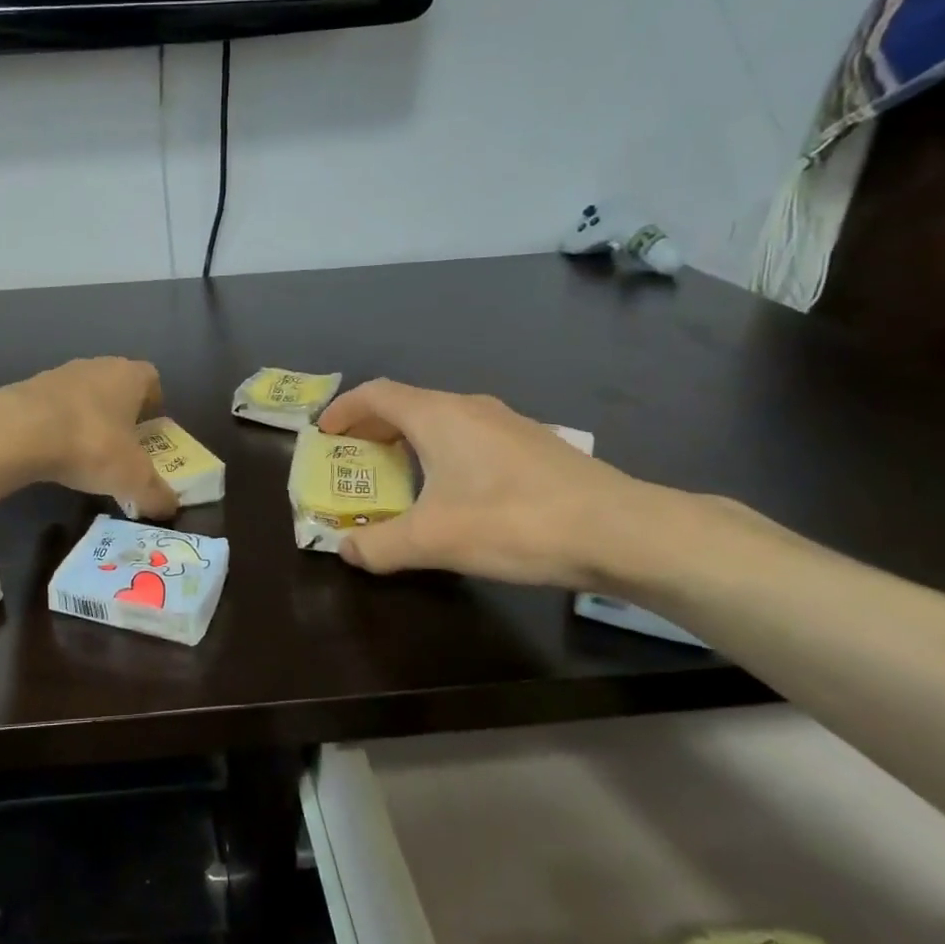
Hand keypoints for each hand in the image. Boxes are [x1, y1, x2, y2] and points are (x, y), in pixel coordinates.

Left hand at [1, 358, 178, 518]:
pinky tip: (54, 453)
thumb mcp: (133, 478)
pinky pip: (53, 408)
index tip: (151, 433)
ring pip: (83, 396)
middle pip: (116, 386)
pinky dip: (57, 427)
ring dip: (87, 419)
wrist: (19, 432)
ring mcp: (59, 374)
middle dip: (121, 415)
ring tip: (85, 455)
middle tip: (121, 449)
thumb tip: (170, 509)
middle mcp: (97, 366)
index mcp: (129, 375)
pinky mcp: (27, 389)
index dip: (154, 405)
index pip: (151, 380)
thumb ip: (155, 494)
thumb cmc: (92, 444)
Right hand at [317, 380, 664, 586]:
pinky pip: (468, 436)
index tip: (323, 434)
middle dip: (371, 427)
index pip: (376, 394)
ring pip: (441, 420)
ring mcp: (506, 423)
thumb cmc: (514, 522)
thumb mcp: (433, 540)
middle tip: (351, 459)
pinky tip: (451, 491)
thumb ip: (379, 545)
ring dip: (408, 440)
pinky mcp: (532, 446)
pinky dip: (441, 452)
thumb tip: (346, 549)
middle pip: (406, 404)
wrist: (621, 531)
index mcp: (438, 416)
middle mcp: (470, 408)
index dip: (343, 410)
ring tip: (396, 475)